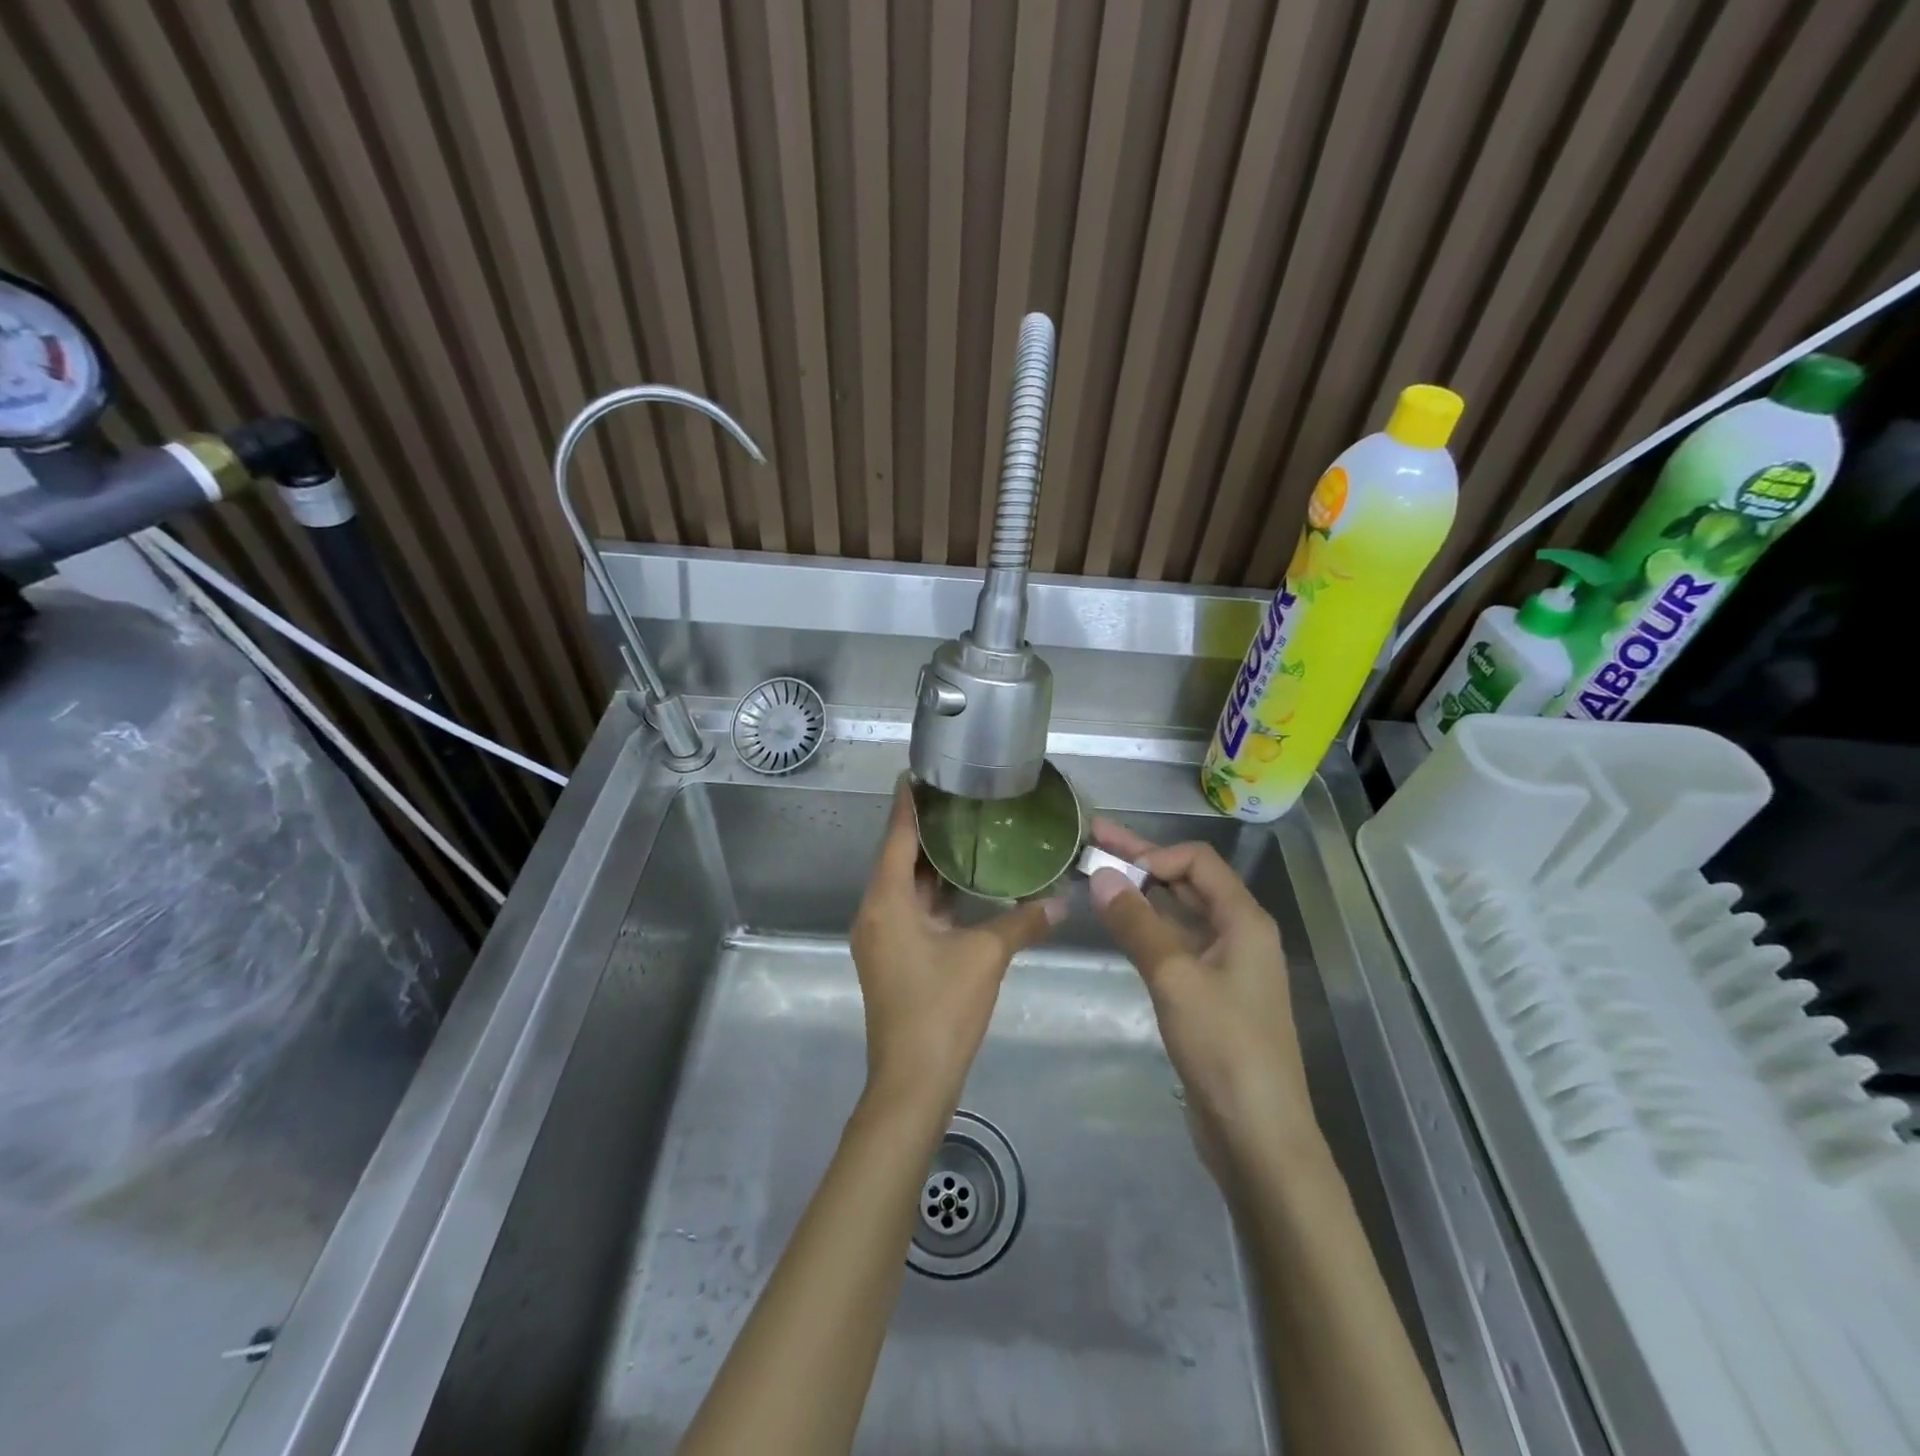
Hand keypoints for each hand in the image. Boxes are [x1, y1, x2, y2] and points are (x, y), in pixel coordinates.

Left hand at [850, 781, 1064, 1122]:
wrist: (912, 1082)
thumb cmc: (941, 1010)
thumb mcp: (985, 957)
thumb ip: (1023, 921)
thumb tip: (1063, 899)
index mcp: (886, 901)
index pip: (896, 835)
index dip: (909, 802)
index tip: (922, 770)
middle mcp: (875, 911)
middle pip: (897, 856)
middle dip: (925, 827)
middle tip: (960, 796)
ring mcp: (881, 936)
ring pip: (904, 884)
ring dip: (930, 860)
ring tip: (966, 829)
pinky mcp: (892, 955)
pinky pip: (910, 907)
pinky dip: (933, 890)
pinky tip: (963, 881)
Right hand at [1086, 820, 1317, 1178]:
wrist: (1258, 1135)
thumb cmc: (1224, 1048)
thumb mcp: (1175, 979)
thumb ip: (1137, 924)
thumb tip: (1102, 876)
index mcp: (1244, 920)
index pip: (1197, 861)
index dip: (1154, 855)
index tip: (1112, 868)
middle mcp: (1238, 934)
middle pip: (1188, 883)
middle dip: (1141, 862)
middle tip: (1092, 840)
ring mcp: (1225, 966)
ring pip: (1179, 914)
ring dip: (1141, 895)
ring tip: (1097, 879)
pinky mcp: (1210, 994)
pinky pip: (1176, 945)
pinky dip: (1147, 929)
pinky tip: (1119, 926)